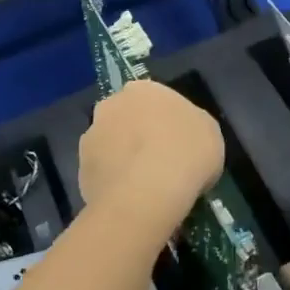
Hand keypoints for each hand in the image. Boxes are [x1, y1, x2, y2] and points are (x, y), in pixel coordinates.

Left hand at [77, 81, 224, 245]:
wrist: (147, 193)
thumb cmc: (187, 153)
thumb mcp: (209, 133)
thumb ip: (192, 126)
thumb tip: (182, 136)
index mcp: (143, 89)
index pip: (153, 99)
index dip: (165, 121)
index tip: (176, 141)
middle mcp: (111, 105)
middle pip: (125, 118)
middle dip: (137, 135)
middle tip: (157, 160)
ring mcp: (91, 137)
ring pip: (110, 145)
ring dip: (122, 158)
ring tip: (143, 186)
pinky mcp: (80, 170)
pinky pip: (101, 174)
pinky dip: (113, 183)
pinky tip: (130, 199)